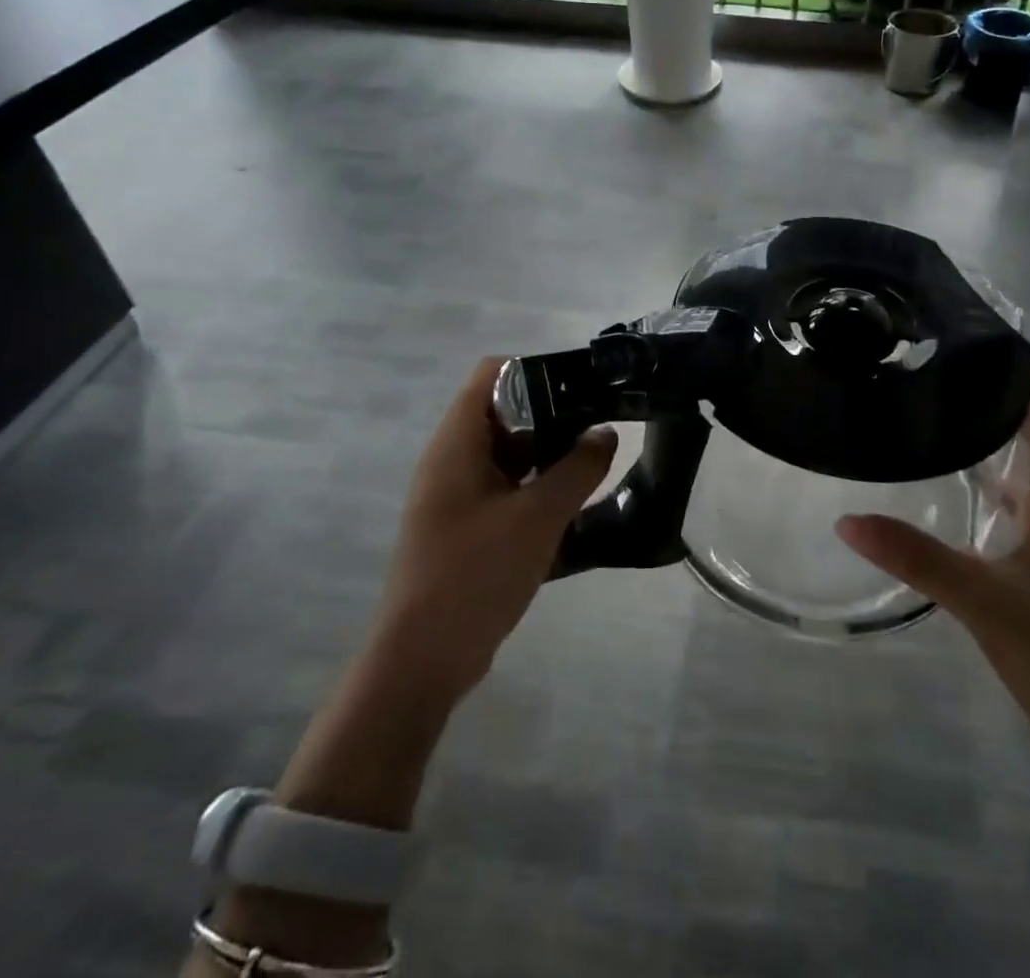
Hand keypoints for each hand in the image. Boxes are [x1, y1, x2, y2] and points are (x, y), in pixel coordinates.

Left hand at [376, 356, 617, 703]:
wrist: (423, 660)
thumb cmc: (475, 574)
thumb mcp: (538, 517)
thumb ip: (578, 469)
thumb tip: (606, 433)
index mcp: (457, 443)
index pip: (491, 374)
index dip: (535, 370)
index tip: (579, 387)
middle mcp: (451, 461)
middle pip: (503, 413)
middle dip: (551, 415)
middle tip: (597, 425)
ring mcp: (456, 496)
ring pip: (507, 454)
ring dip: (547, 455)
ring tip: (593, 462)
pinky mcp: (465, 528)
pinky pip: (505, 490)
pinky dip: (535, 489)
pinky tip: (572, 506)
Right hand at [837, 367, 1029, 797]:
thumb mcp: (986, 602)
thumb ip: (918, 559)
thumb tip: (848, 518)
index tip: (1008, 345)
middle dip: (1008, 408)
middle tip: (959, 375)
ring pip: (1025, 485)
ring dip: (997, 450)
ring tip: (950, 420)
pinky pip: (1012, 520)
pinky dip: (988, 497)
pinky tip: (957, 499)